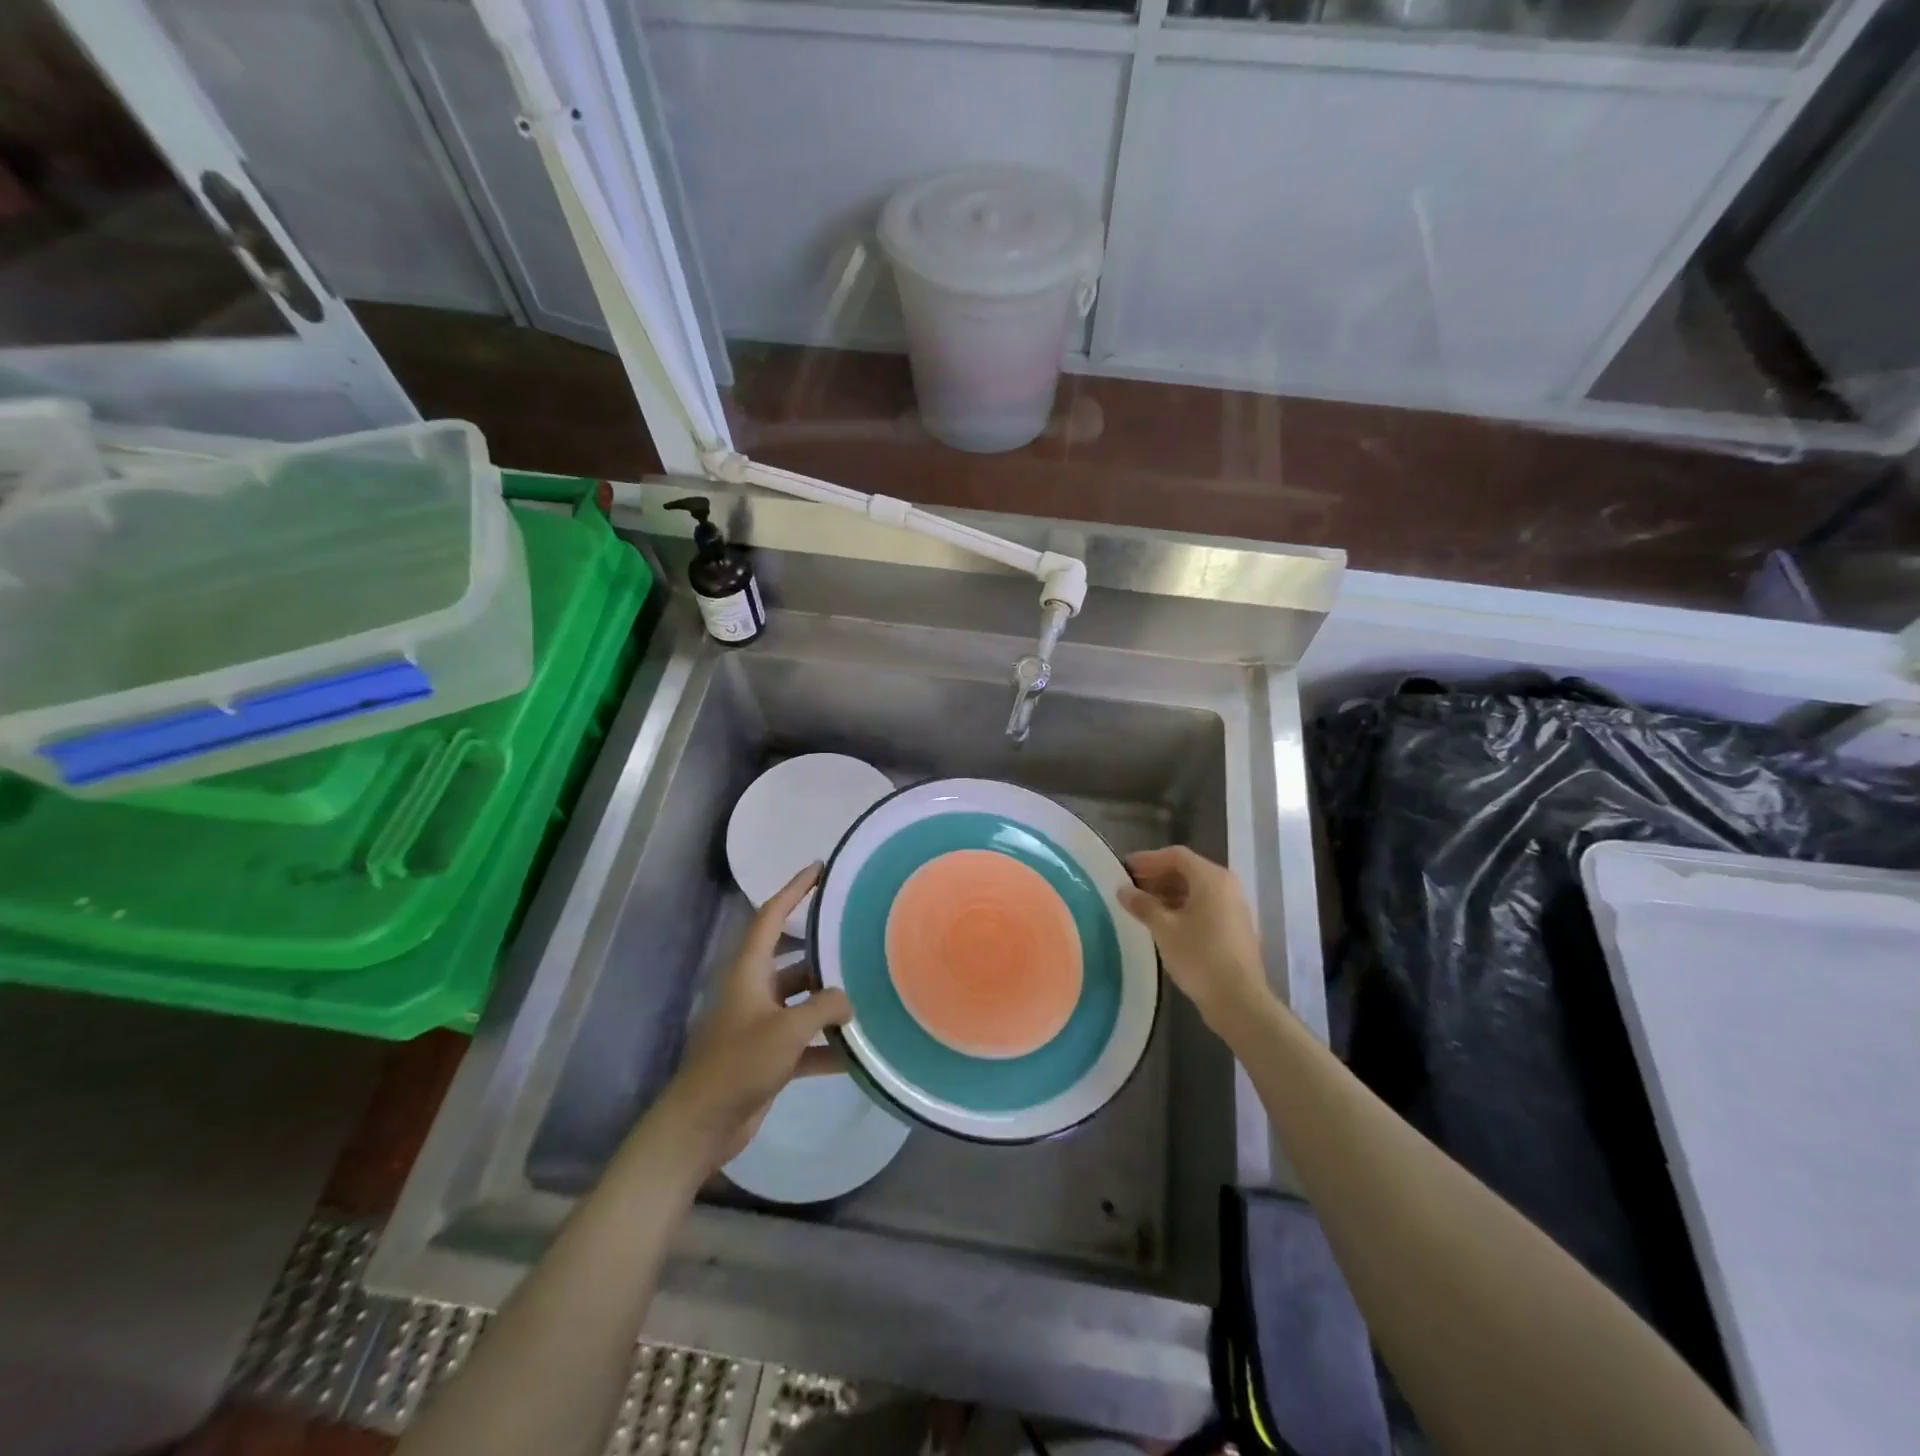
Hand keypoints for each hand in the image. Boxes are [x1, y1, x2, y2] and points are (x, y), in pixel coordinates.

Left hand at [654, 864, 851, 1171]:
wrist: (702, 1124)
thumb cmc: (738, 1065)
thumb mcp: (786, 1030)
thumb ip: (823, 1007)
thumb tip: (848, 1001)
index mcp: (748, 971)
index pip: (771, 916)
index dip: (794, 889)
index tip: (819, 869)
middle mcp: (753, 990)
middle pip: (793, 959)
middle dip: (822, 950)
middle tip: (857, 938)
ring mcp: (759, 1024)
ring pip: (801, 1000)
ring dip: (828, 1001)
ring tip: (866, 993)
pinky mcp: (767, 1055)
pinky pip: (803, 1040)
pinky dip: (825, 1044)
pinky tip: (855, 1053)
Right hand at [1118, 846, 1268, 1028]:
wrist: (1238, 1000)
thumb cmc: (1199, 956)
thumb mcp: (1164, 929)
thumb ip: (1143, 905)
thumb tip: (1123, 890)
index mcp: (1212, 878)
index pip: (1176, 856)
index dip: (1148, 859)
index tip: (1124, 868)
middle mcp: (1227, 886)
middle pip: (1187, 870)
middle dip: (1157, 875)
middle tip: (1130, 885)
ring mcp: (1234, 907)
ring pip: (1196, 889)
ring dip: (1168, 892)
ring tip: (1142, 904)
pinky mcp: (1234, 927)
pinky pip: (1204, 905)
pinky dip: (1182, 906)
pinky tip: (1163, 922)